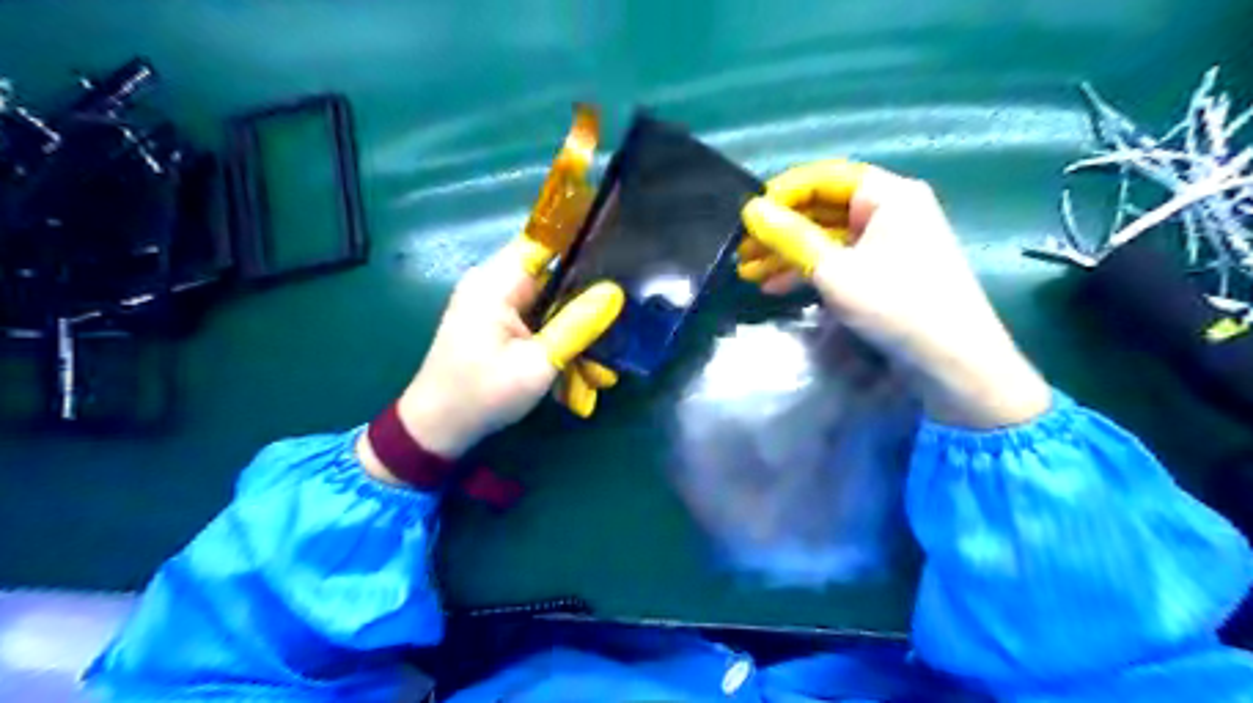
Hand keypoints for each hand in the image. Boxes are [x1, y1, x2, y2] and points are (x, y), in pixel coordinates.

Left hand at [360, 239, 623, 478]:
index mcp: (495, 282)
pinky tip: (578, 363)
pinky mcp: (497, 321)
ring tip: (601, 357)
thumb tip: (614, 292)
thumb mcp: (537, 364)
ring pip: (549, 299)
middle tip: (620, 321)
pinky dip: (557, 336)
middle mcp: (493, 283)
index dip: (583, 242)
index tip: (619, 257)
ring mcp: (494, 302)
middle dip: (585, 299)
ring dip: (574, 325)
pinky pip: (537, 317)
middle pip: (552, 272)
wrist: (437, 429)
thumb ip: (577, 326)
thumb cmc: (483, 395)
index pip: (546, 241)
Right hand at [736, 160, 1050, 426]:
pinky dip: (808, 271)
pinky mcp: (884, 272)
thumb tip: (751, 209)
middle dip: (780, 230)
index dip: (782, 193)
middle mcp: (890, 211)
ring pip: (827, 238)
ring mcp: (888, 243)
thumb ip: (791, 237)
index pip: (824, 178)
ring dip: (788, 254)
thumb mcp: (835, 271)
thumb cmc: (897, 306)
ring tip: (748, 273)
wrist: (953, 364)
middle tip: (741, 250)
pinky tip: (775, 286)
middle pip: (823, 209)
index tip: (748, 216)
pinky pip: (839, 260)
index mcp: (888, 195)